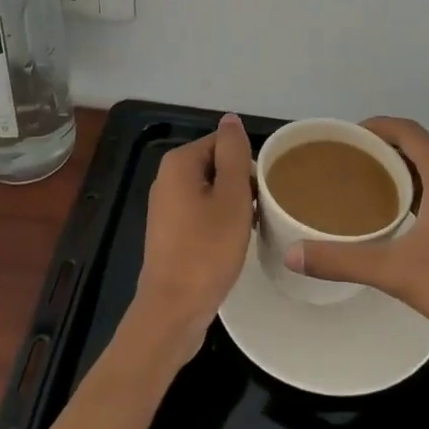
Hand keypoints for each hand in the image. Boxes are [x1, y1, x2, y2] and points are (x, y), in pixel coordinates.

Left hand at [133, 113, 253, 353]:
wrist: (174, 310)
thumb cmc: (207, 249)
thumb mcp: (232, 196)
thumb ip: (233, 153)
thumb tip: (230, 118)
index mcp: (179, 162)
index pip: (224, 143)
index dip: (247, 165)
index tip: (262, 193)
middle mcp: (167, 178)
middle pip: (217, 165)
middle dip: (241, 185)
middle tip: (258, 213)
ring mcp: (166, 206)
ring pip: (211, 191)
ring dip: (233, 205)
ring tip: (249, 229)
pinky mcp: (169, 231)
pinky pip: (202, 212)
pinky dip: (219, 222)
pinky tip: (232, 243)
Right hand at [285, 116, 428, 355]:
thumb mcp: (397, 271)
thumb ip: (343, 260)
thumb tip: (293, 255)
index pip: (406, 130)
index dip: (375, 126)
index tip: (346, 136)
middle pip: (422, 146)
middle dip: (387, 150)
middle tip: (351, 165)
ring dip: (409, 171)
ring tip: (375, 189)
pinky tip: (413, 220)